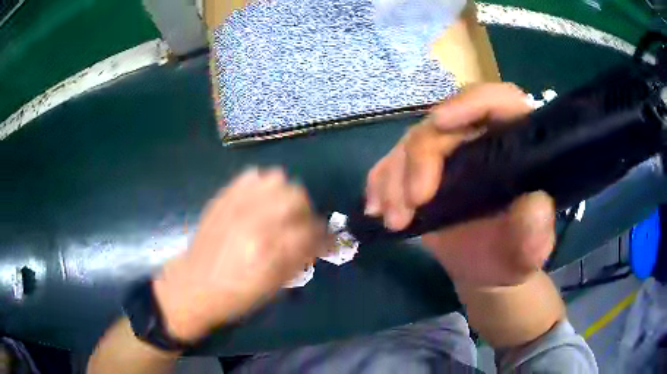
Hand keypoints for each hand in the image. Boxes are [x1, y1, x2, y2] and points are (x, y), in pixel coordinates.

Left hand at [153, 168, 326, 341]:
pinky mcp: (222, 199)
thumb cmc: (235, 296)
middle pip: (296, 196)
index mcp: (269, 251)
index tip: (326, 242)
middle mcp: (255, 222)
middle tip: (301, 225)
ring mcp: (236, 206)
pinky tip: (260, 201)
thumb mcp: (272, 288)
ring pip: (276, 179)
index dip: (325, 237)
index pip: (311, 231)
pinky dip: (262, 185)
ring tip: (281, 210)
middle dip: (306, 211)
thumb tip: (318, 243)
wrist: (193, 286)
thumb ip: (299, 260)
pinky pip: (250, 177)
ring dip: (285, 194)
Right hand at [365, 83, 555, 286]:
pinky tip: (377, 209)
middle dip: (420, 158)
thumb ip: (536, 231)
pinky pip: (393, 164)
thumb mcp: (530, 250)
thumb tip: (535, 203)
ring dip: (394, 177)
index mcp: (515, 144)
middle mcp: (479, 138)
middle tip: (413, 202)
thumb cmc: (513, 255)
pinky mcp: (422, 171)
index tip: (442, 123)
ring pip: (412, 142)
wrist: (487, 269)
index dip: (471, 103)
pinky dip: (380, 183)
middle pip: (443, 124)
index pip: (497, 102)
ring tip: (393, 218)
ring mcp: (448, 153)